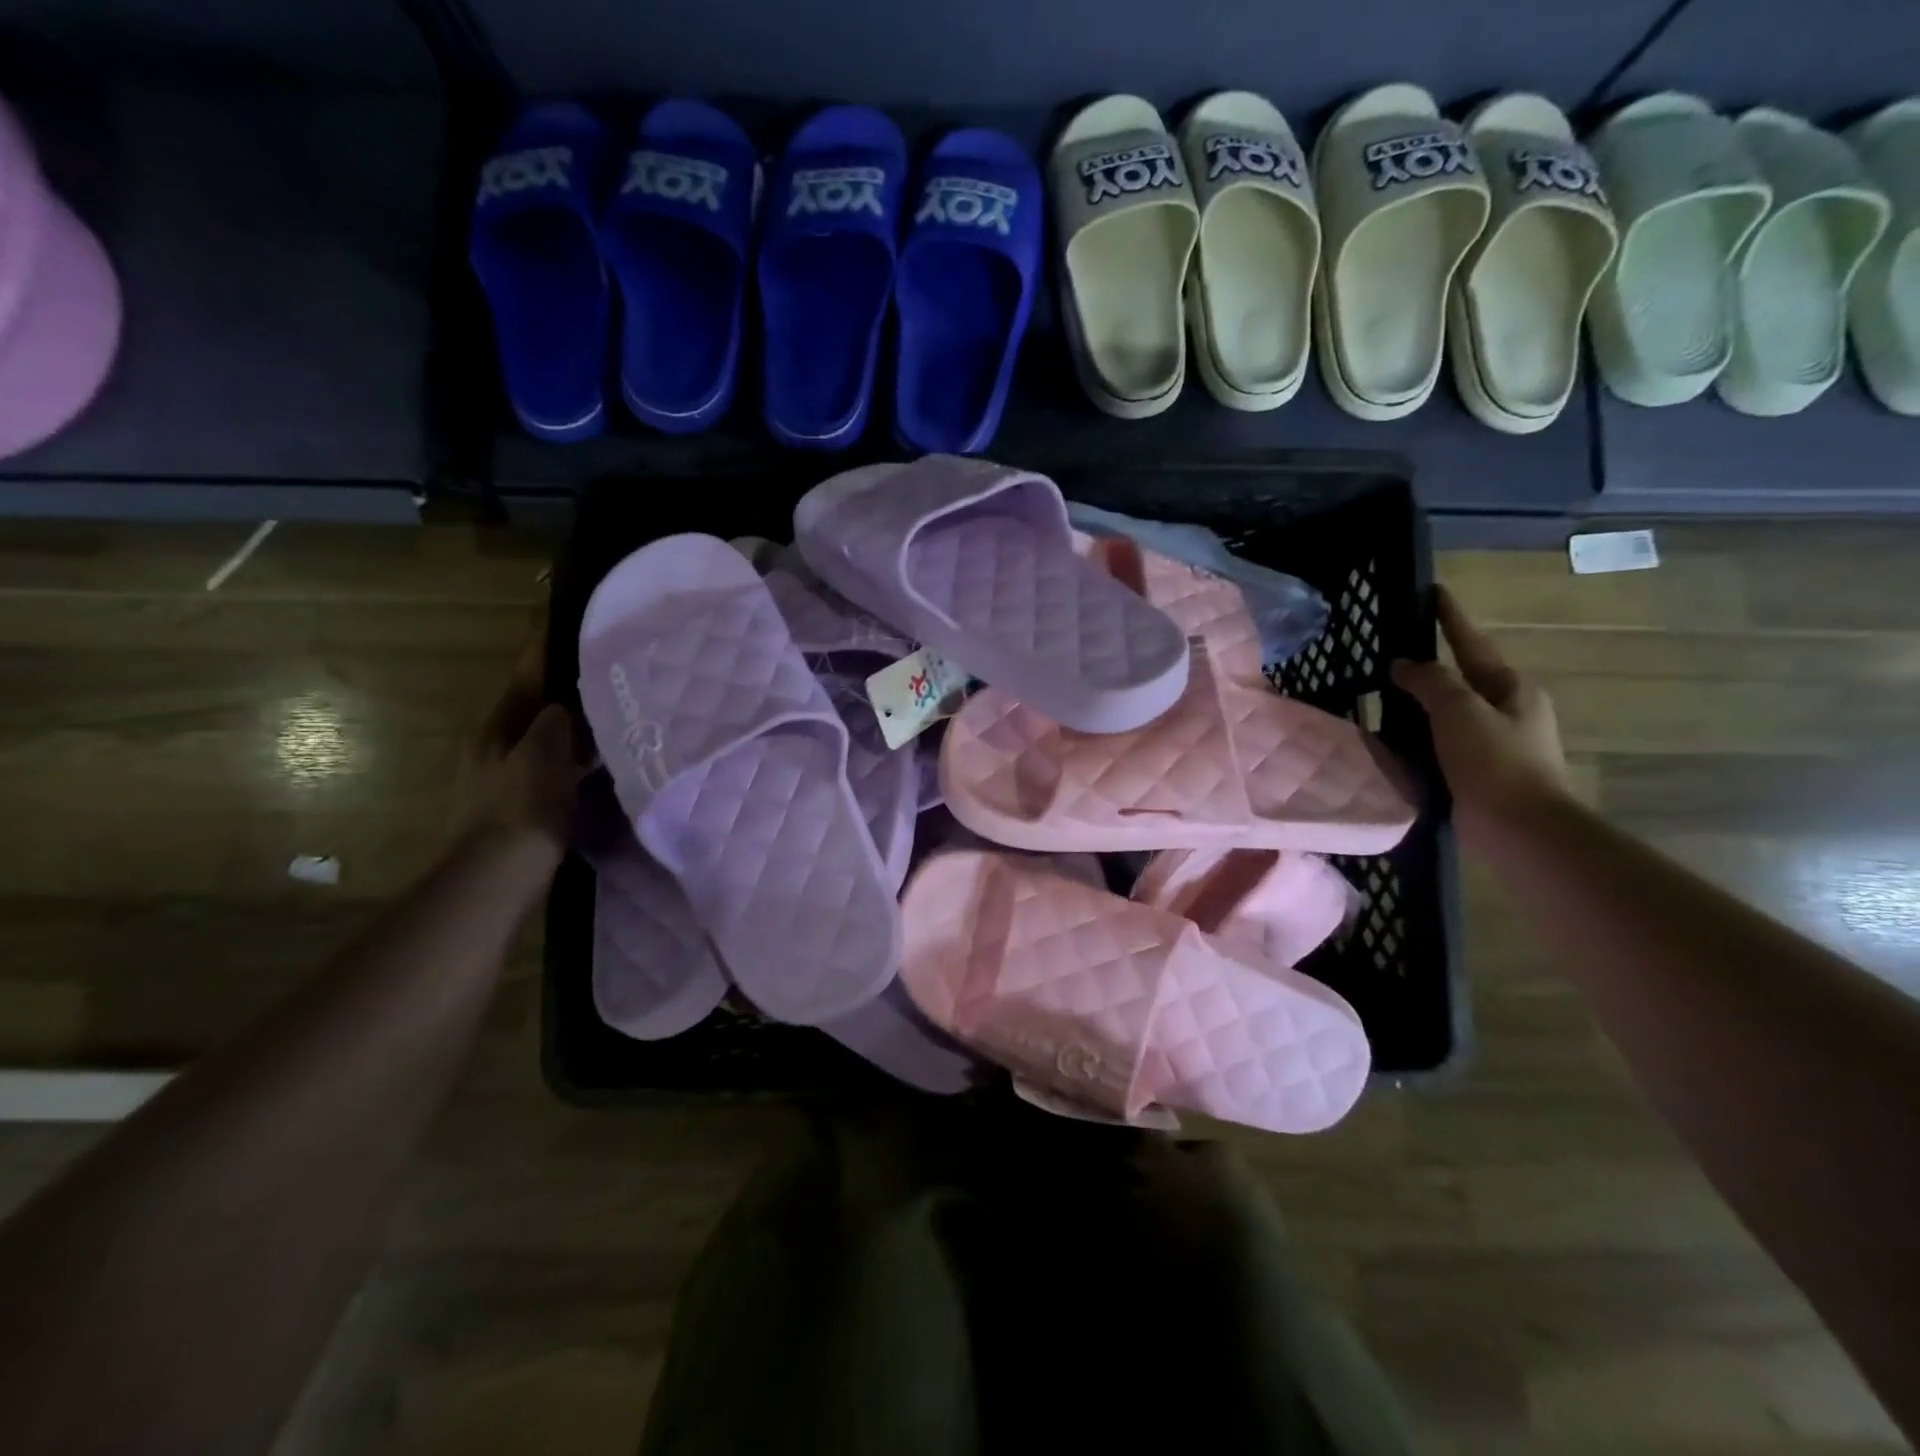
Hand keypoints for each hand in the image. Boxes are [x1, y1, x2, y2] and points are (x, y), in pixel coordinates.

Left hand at [461, 621, 584, 860]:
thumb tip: (565, 704)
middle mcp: (493, 747)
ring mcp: (503, 776)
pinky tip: (594, 759)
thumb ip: (556, 720)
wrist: (502, 874)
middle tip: (602, 672)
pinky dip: (572, 754)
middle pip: (532, 707)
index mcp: (495, 729)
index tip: (568, 626)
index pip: (525, 677)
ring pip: (543, 737)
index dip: (546, 652)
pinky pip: (552, 764)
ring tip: (606, 711)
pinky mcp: (520, 802)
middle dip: (562, 689)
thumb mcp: (544, 753)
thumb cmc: (525, 807)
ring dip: (569, 724)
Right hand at [1391, 585, 1568, 843]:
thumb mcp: (1460, 711)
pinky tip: (1392, 739)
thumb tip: (1404, 664)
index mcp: (1511, 688)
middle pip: (1462, 677)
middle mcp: (1507, 710)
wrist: (1520, 831)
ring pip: (1449, 712)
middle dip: (1431, 664)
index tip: (1431, 590)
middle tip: (1393, 651)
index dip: (1450, 617)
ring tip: (1382, 695)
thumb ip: (1431, 681)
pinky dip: (1418, 736)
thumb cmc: (1495, 762)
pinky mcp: (1478, 772)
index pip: (1472, 642)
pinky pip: (1441, 742)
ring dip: (1419, 704)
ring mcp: (1494, 743)